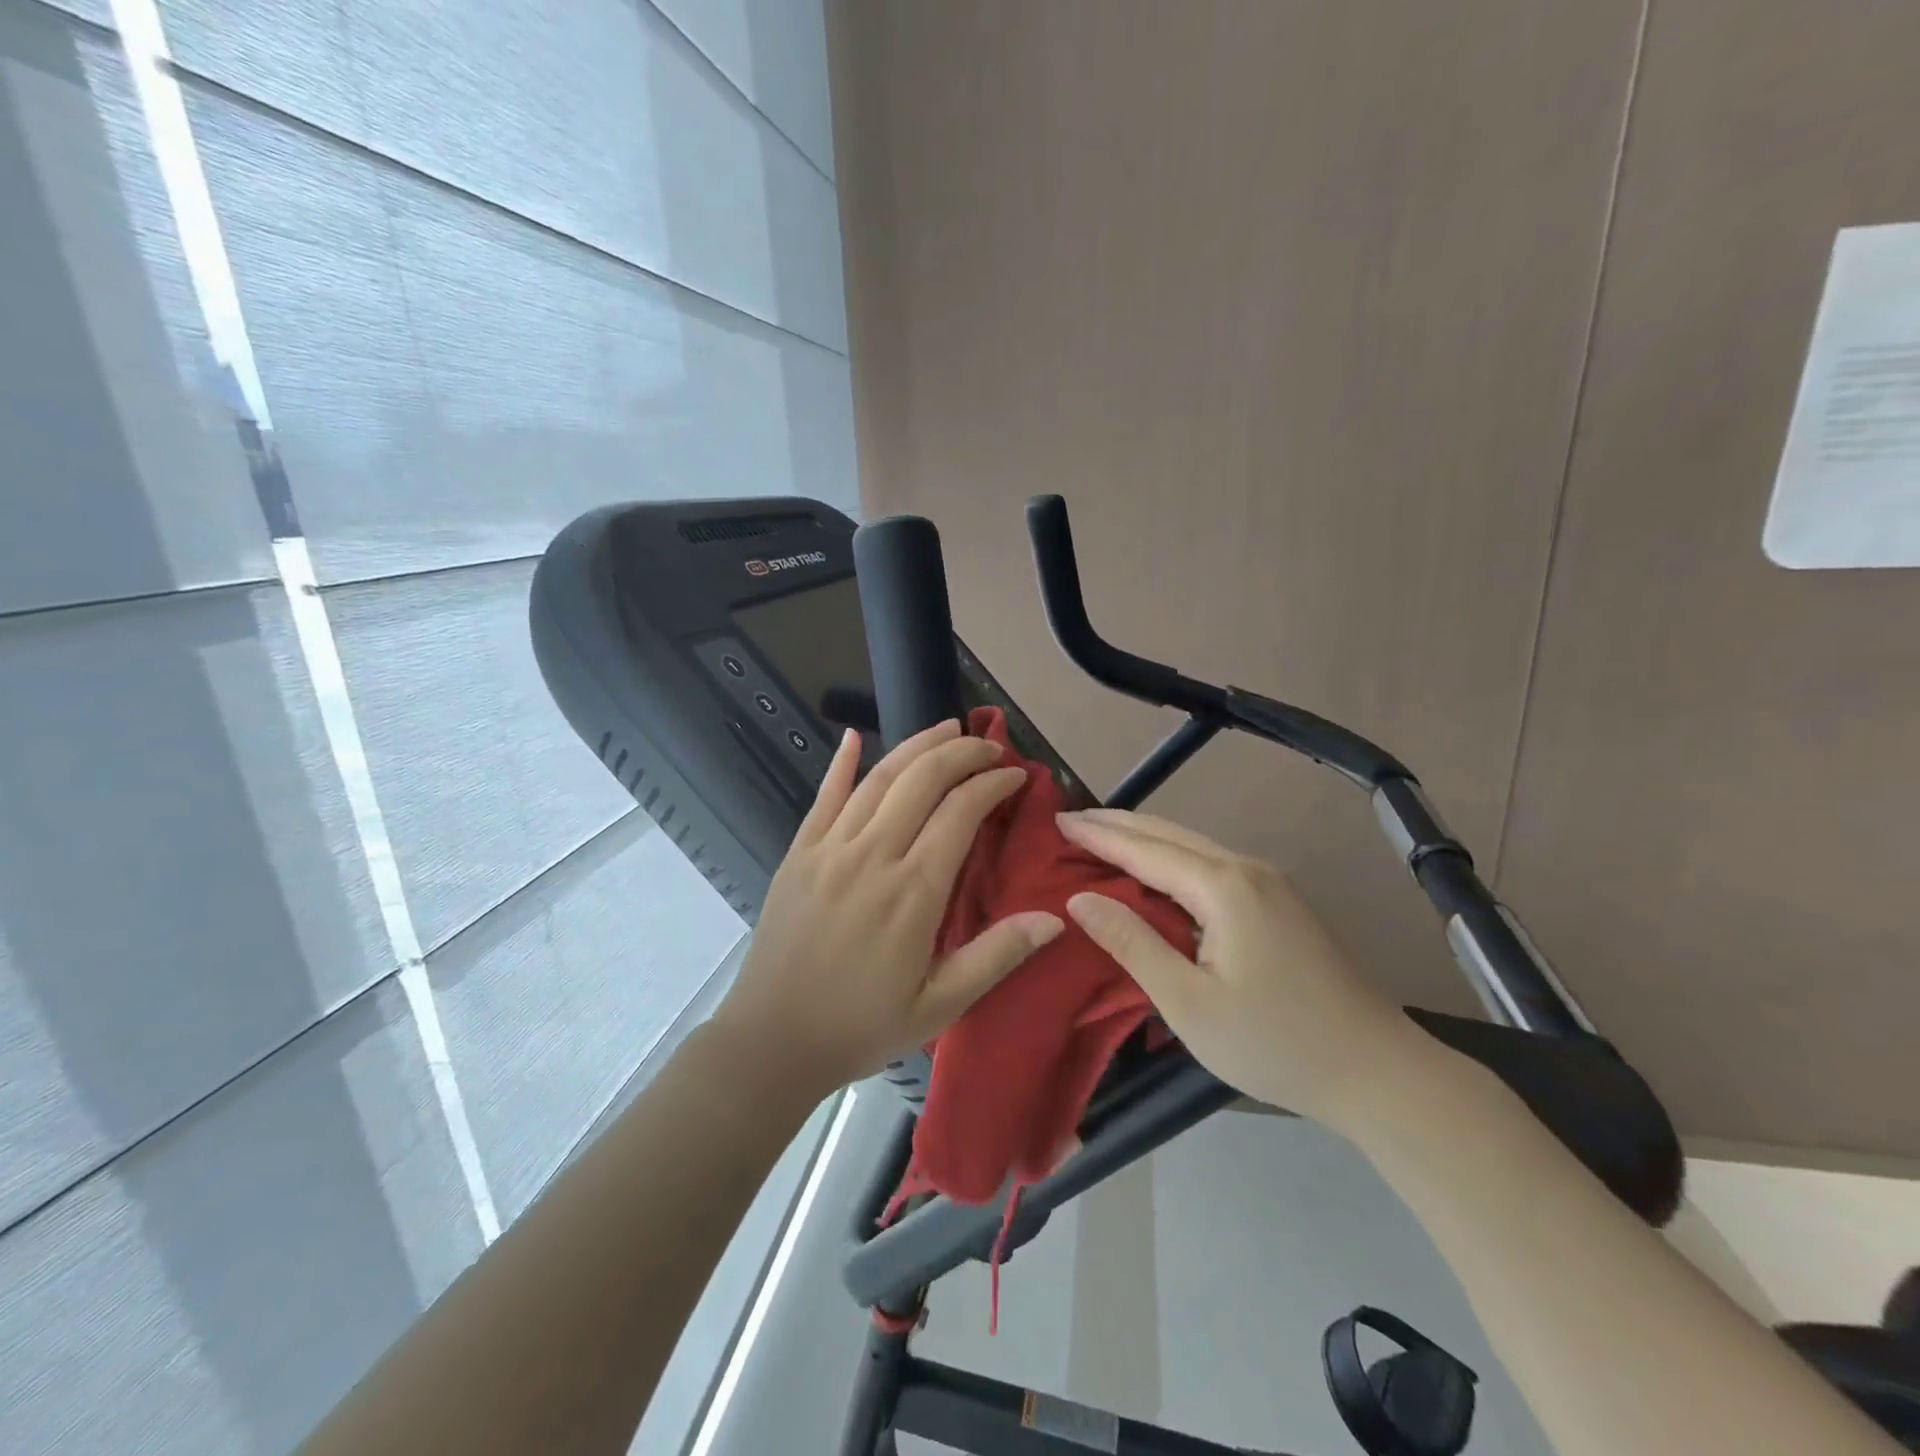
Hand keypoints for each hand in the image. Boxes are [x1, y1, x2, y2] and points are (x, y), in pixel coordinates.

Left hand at [713, 720, 1064, 1095]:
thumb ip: (996, 955)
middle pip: (923, 780)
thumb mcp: (940, 1005)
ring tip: (947, 728)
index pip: (961, 812)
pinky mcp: (799, 853)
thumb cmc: (861, 1026)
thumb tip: (1054, 919)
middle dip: (962, 753)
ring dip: (916, 746)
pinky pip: (824, 796)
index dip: (993, 784)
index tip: (1016, 776)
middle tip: (990, 747)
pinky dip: (841, 763)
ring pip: (879, 778)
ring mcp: (830, 848)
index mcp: (913, 891)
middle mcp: (872, 855)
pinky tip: (853, 737)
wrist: (772, 1041)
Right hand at [1057, 809, 1422, 1125]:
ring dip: (1146, 839)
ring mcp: (1270, 883)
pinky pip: (1212, 865)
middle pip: (1170, 834)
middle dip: (1118, 824)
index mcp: (1223, 887)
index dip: (1099, 835)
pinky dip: (1172, 859)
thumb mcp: (1188, 1003)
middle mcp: (1247, 869)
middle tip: (1072, 821)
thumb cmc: (1274, 1042)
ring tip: (1103, 839)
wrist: (1378, 1071)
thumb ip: (1132, 943)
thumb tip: (1080, 900)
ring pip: (1193, 846)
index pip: (1145, 848)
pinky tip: (1157, 871)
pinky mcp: (1282, 902)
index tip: (1058, 821)